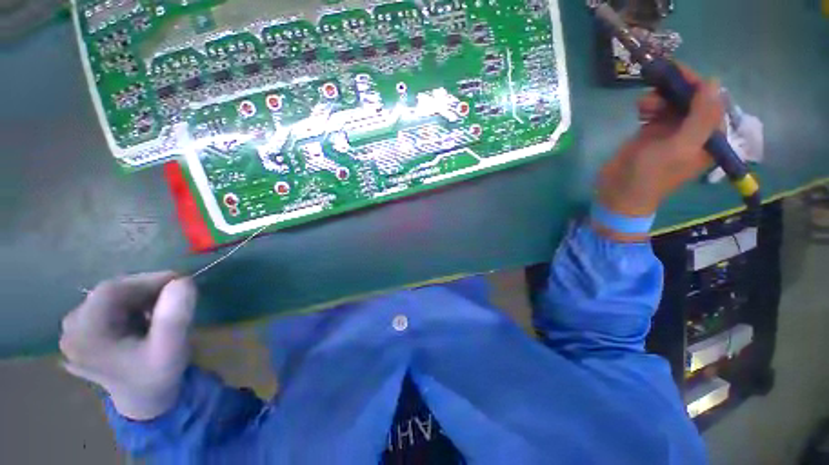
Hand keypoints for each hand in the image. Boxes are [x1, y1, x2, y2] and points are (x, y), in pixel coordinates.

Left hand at [60, 272, 196, 419]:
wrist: (144, 398)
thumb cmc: (157, 375)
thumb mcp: (172, 349)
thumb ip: (175, 317)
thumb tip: (182, 281)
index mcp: (85, 337)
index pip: (110, 292)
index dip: (146, 280)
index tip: (179, 281)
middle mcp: (71, 330)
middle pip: (109, 293)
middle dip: (145, 290)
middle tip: (175, 296)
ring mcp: (73, 330)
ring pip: (109, 297)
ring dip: (140, 297)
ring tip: (161, 310)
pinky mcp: (81, 330)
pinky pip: (107, 305)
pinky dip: (131, 304)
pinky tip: (144, 318)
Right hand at [597, 68, 724, 218]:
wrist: (619, 193)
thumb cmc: (650, 175)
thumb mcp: (680, 147)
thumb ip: (700, 117)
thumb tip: (713, 82)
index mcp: (708, 138)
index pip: (711, 103)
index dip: (698, 85)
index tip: (678, 72)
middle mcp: (693, 132)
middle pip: (691, 100)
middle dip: (676, 90)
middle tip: (657, 81)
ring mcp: (671, 131)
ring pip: (672, 103)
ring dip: (659, 97)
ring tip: (642, 105)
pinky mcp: (651, 133)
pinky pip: (656, 111)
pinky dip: (648, 106)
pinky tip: (639, 110)